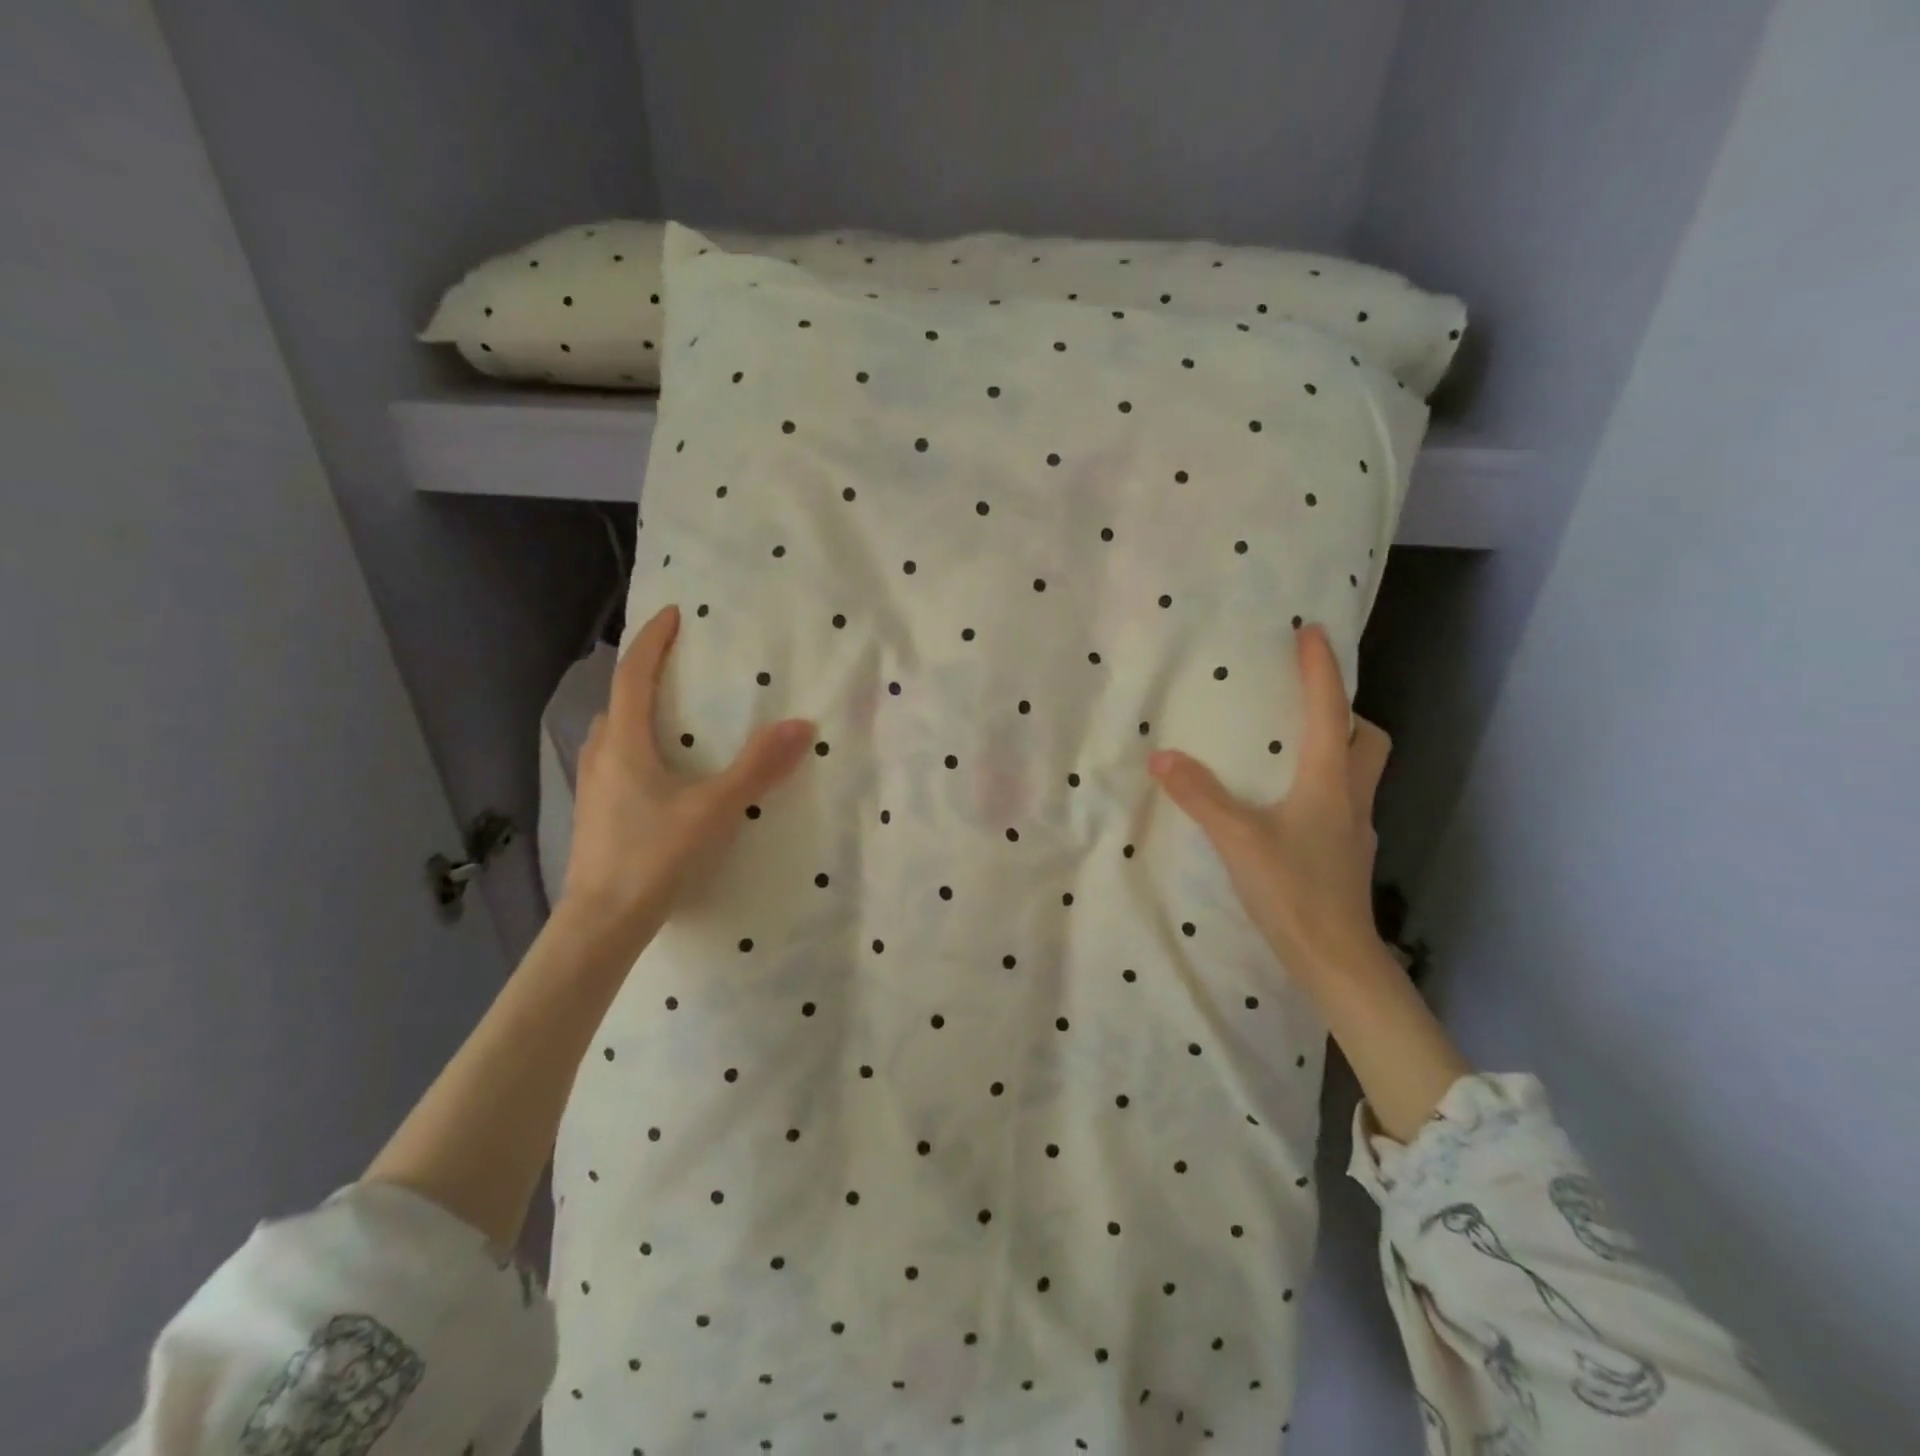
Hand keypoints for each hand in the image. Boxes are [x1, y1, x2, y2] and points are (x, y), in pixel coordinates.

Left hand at [560, 605, 813, 949]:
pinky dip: (638, 746)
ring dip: (639, 712)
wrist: (601, 924)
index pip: (633, 674)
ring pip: (614, 733)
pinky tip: (664, 773)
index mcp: (624, 743)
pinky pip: (617, 760)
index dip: (652, 640)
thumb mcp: (714, 810)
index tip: (673, 614)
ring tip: (675, 715)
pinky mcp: (597, 814)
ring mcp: (593, 787)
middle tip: (680, 666)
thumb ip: (757, 767)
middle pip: (619, 700)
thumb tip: (801, 725)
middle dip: (645, 674)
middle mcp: (601, 756)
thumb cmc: (653, 857)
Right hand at [1148, 624, 1392, 980]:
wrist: (1336, 959)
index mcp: (1327, 781)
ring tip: (1291, 751)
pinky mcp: (1347, 855)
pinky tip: (1289, 807)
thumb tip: (1162, 757)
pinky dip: (1322, 787)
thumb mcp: (1238, 839)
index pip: (1330, 710)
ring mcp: (1354, 829)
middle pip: (1367, 740)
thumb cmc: (1293, 891)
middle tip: (1307, 706)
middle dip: (1345, 713)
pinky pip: (1342, 802)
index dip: (1322, 668)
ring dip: (1336, 749)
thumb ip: (1200, 796)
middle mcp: (1349, 797)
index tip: (1312, 632)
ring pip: (1358, 772)